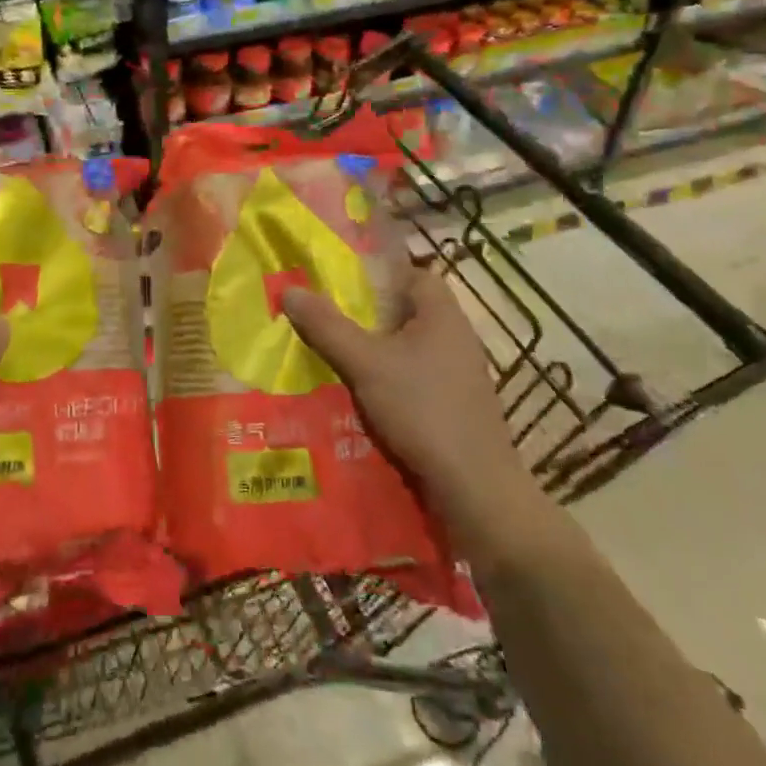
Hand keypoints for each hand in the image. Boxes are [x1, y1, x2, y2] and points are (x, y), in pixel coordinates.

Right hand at [281, 268, 536, 522]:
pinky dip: (391, 381)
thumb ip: (327, 326)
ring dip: (378, 352)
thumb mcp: (365, 364)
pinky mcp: (457, 408)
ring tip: (335, 357)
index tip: (341, 284)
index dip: (378, 274)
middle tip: (328, 319)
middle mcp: (457, 339)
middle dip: (369, 315)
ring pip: (410, 349)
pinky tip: (363, 397)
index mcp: (443, 315)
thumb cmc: (422, 410)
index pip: (414, 275)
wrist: (475, 491)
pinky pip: (417, 380)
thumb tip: (289, 290)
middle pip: (409, 312)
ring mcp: (460, 376)